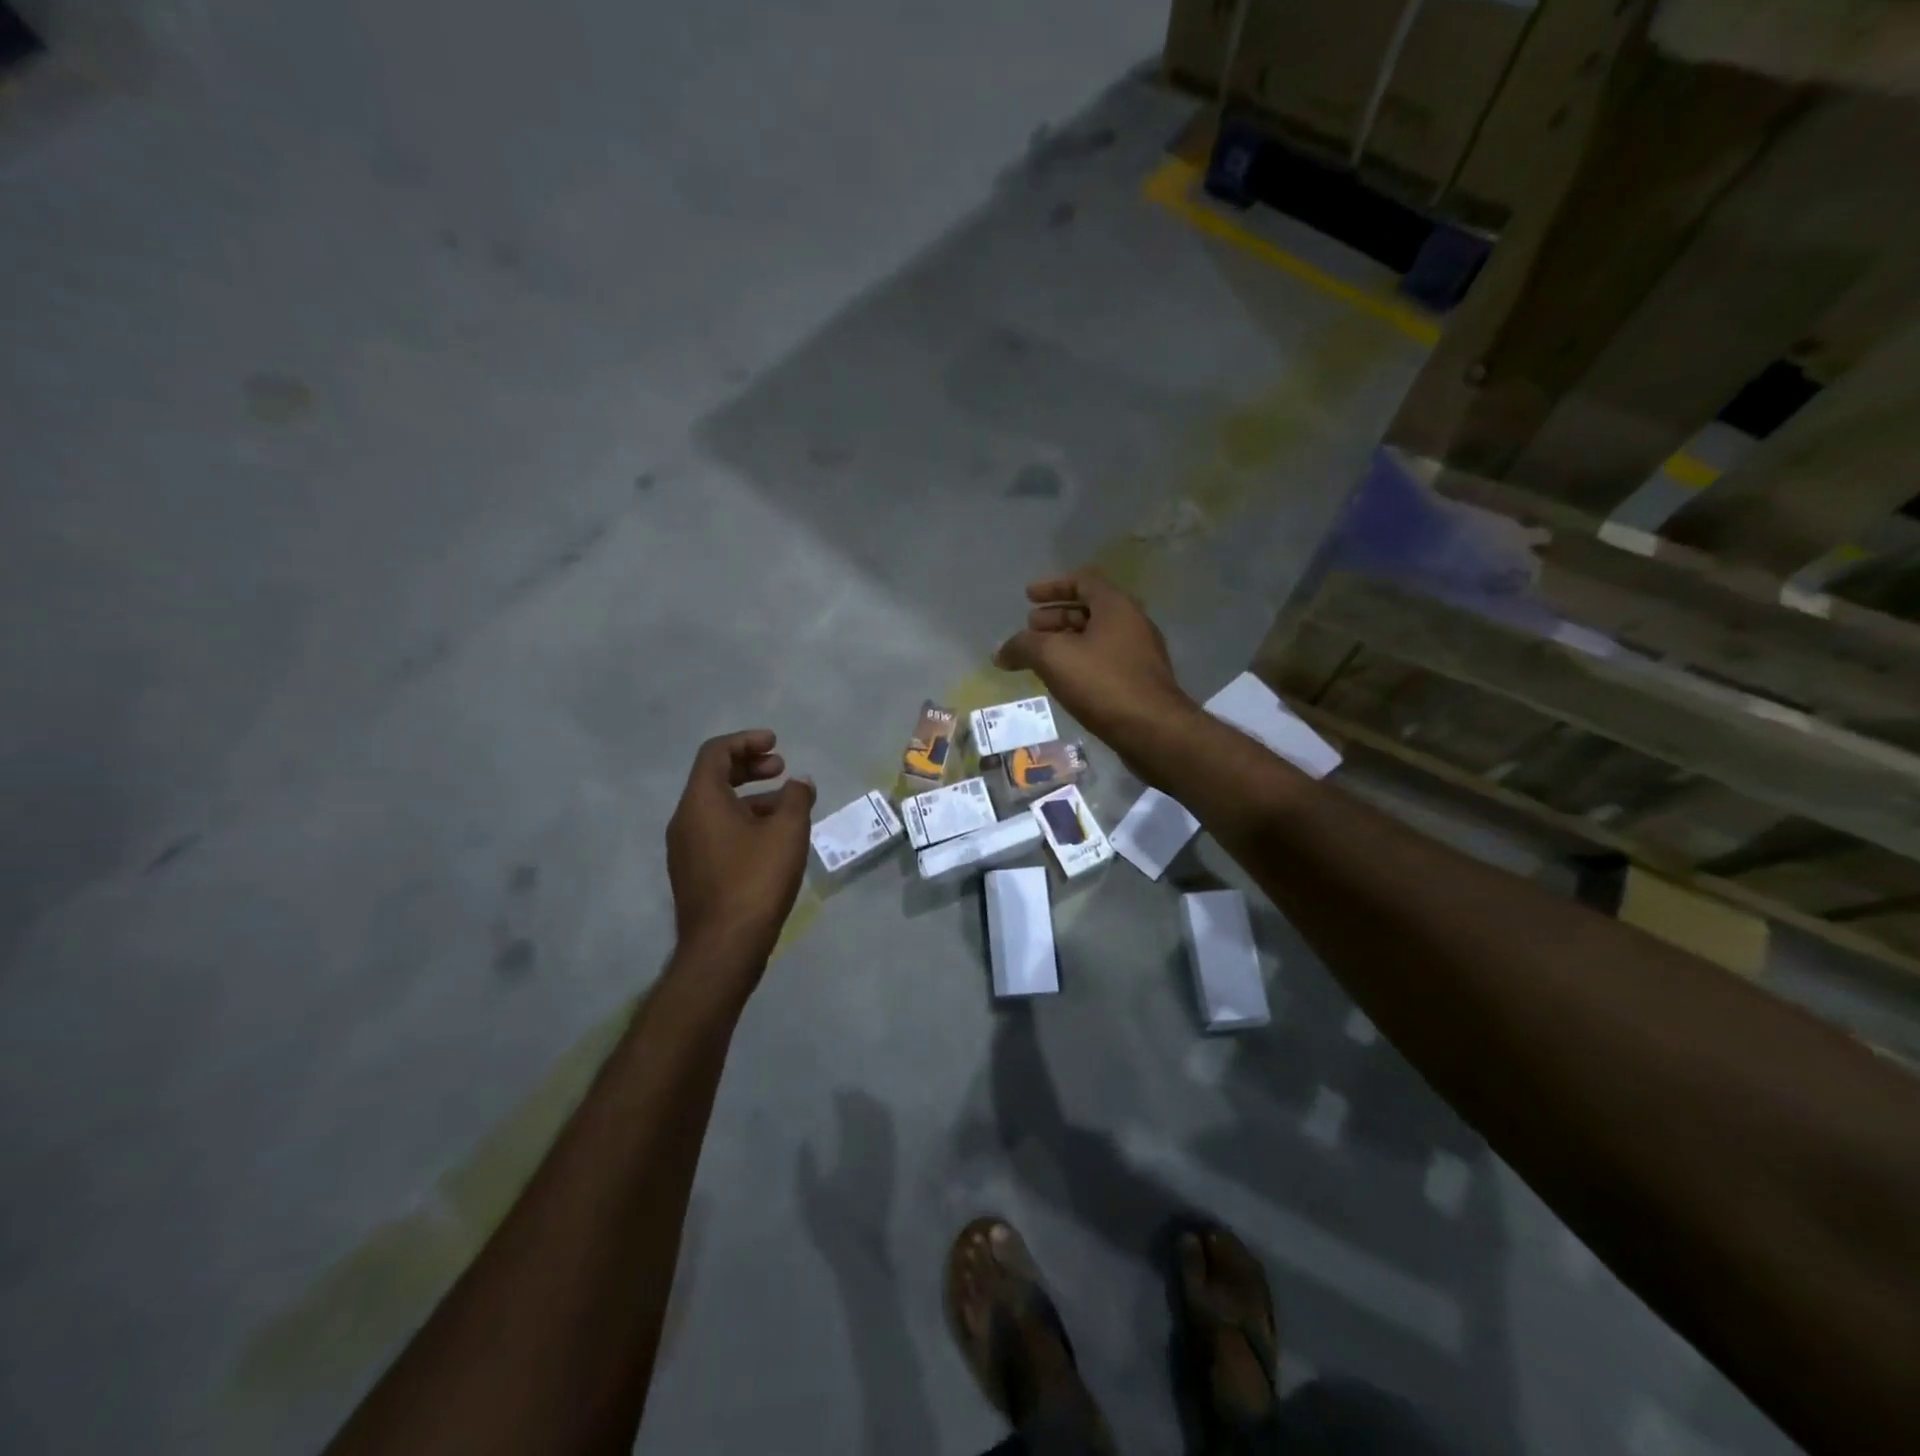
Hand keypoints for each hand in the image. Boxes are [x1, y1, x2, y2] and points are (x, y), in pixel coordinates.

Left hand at [666, 730, 816, 979]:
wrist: (724, 947)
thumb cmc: (756, 880)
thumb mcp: (787, 832)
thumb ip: (796, 798)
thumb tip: (799, 782)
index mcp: (701, 801)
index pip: (716, 753)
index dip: (747, 741)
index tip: (777, 743)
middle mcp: (685, 820)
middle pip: (714, 778)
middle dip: (750, 767)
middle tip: (782, 769)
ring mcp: (686, 849)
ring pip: (718, 808)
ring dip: (752, 797)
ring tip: (788, 806)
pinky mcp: (694, 872)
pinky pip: (717, 832)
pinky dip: (744, 822)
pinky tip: (773, 839)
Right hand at [995, 574, 1194, 749]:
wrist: (1154, 731)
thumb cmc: (1103, 683)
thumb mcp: (1053, 657)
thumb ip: (1023, 647)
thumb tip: (1000, 652)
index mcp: (1116, 606)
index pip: (1082, 581)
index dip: (1052, 586)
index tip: (1028, 596)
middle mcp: (1133, 623)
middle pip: (1089, 609)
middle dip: (1056, 616)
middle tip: (1030, 628)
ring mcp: (1140, 654)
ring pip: (1097, 638)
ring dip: (1067, 641)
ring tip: (1040, 657)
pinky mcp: (1140, 682)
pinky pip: (1104, 661)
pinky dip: (1080, 662)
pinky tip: (1064, 681)